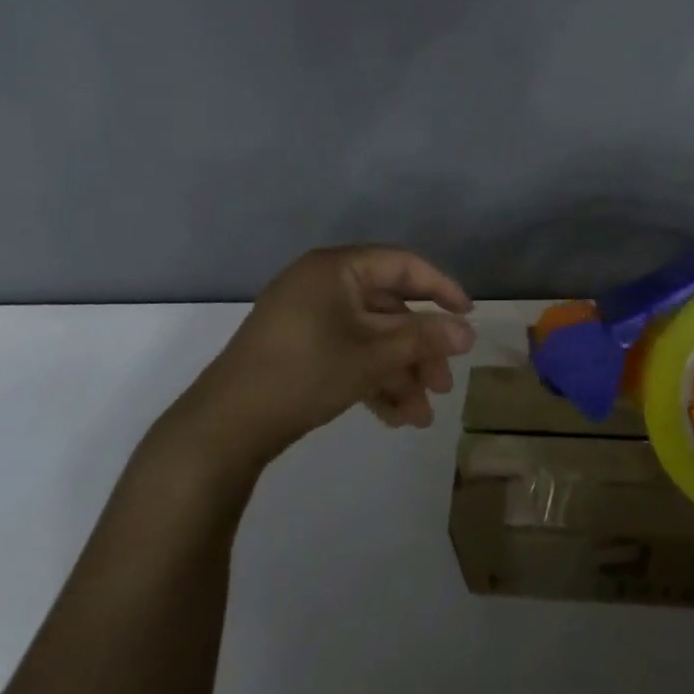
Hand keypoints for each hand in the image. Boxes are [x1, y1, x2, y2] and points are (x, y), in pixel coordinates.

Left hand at [173, 245, 475, 468]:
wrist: (224, 428)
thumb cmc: (304, 375)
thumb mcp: (372, 357)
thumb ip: (423, 340)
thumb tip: (469, 332)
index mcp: (336, 269)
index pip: (402, 265)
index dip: (441, 288)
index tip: (468, 316)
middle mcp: (322, 285)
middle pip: (389, 309)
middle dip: (419, 350)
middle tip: (444, 384)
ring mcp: (308, 318)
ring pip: (370, 338)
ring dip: (400, 373)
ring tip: (421, 416)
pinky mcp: (299, 349)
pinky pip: (348, 354)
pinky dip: (372, 380)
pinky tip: (394, 418)